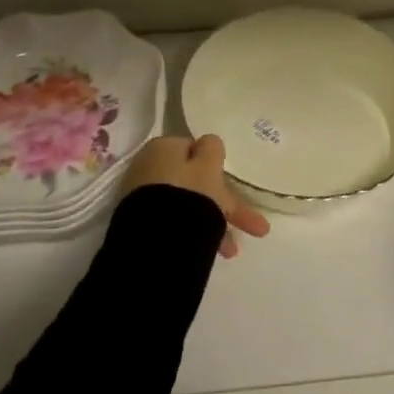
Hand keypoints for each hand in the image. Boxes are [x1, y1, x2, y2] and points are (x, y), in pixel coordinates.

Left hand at [121, 134, 270, 259]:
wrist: (156, 242)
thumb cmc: (187, 194)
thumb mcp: (208, 165)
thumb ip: (212, 148)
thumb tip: (208, 143)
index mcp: (163, 147)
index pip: (194, 149)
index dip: (215, 166)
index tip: (234, 185)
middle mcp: (149, 168)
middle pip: (193, 181)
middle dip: (223, 203)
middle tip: (251, 226)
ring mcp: (143, 198)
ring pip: (188, 205)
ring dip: (214, 223)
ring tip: (231, 251)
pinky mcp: (141, 224)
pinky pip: (176, 222)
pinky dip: (195, 233)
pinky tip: (210, 250)